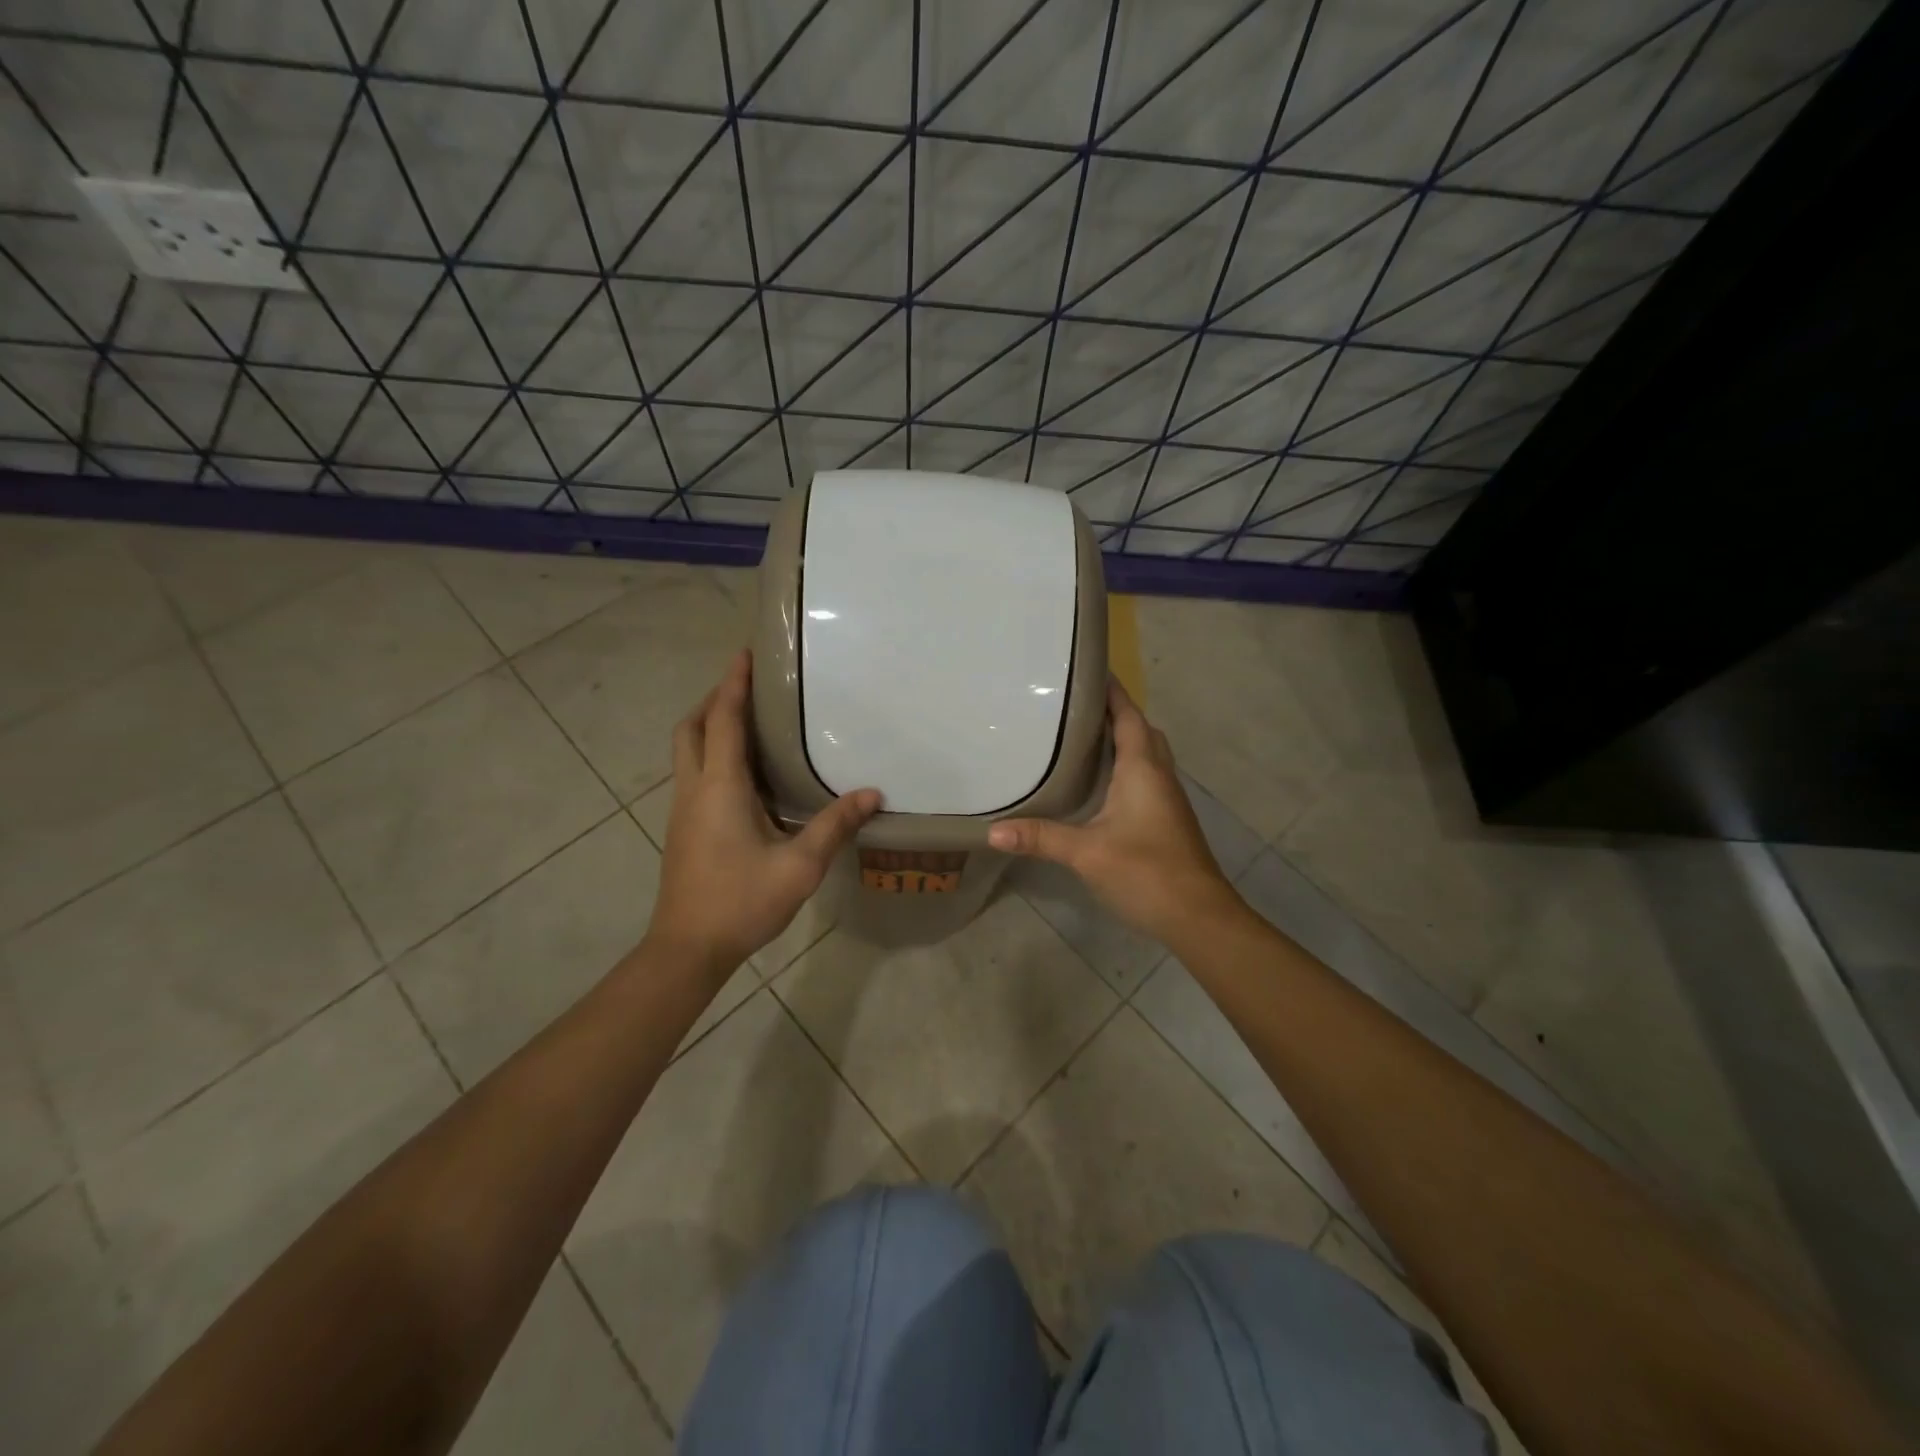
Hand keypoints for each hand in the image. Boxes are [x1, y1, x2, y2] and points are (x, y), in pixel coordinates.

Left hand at [646, 650, 879, 975]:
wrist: (687, 949)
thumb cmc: (741, 902)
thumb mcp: (799, 866)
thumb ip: (834, 825)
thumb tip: (872, 794)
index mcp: (719, 787)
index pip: (724, 720)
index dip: (733, 684)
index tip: (745, 653)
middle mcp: (694, 788)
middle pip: (692, 728)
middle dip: (715, 699)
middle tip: (748, 687)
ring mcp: (683, 809)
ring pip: (688, 750)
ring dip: (711, 725)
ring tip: (750, 721)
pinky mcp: (683, 828)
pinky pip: (694, 773)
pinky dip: (711, 753)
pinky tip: (744, 773)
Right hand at [989, 680, 1241, 945]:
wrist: (1199, 916)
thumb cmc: (1146, 872)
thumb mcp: (1086, 853)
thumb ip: (1040, 837)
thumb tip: (992, 831)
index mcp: (1143, 768)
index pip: (1128, 715)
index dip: (1111, 690)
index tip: (1085, 668)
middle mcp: (1159, 775)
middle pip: (1140, 729)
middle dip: (1114, 712)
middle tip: (1074, 705)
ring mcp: (1167, 798)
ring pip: (1146, 753)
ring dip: (1122, 738)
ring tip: (1082, 736)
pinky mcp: (1166, 818)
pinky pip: (1146, 776)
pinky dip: (1125, 765)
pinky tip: (1100, 782)